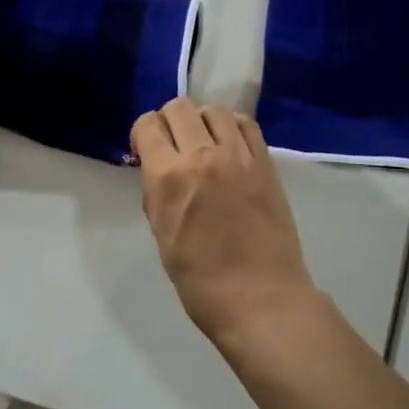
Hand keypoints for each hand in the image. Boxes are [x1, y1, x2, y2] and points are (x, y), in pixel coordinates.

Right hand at [131, 98, 318, 343]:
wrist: (261, 300)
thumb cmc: (201, 281)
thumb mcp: (162, 235)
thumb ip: (157, 193)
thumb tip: (159, 170)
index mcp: (168, 177)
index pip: (147, 125)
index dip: (142, 134)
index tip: (146, 151)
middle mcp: (202, 156)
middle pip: (179, 108)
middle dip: (169, 122)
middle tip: (173, 145)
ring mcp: (238, 156)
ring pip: (213, 110)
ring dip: (201, 121)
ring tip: (204, 143)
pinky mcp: (265, 163)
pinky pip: (246, 124)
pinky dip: (232, 126)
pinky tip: (229, 144)